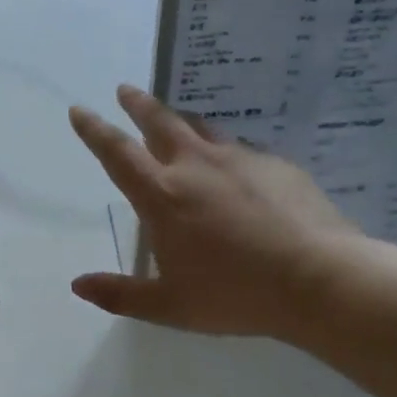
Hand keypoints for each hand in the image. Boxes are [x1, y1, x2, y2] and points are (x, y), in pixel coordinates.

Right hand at [70, 85, 356, 337]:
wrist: (319, 279)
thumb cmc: (236, 295)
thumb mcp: (169, 306)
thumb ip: (120, 294)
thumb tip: (78, 285)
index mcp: (163, 196)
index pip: (117, 153)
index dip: (94, 130)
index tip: (80, 109)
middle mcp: (197, 166)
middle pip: (160, 122)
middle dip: (138, 104)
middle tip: (126, 90)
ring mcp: (241, 159)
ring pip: (202, 128)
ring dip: (181, 121)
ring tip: (175, 120)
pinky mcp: (277, 164)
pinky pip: (241, 149)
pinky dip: (225, 151)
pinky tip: (233, 167)